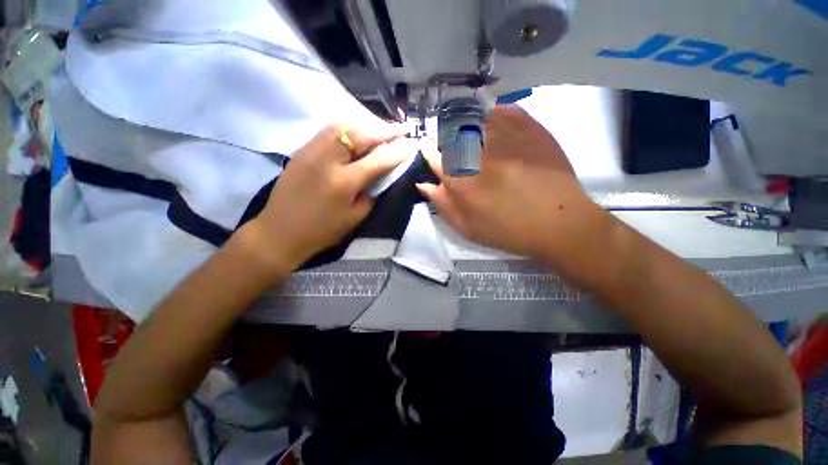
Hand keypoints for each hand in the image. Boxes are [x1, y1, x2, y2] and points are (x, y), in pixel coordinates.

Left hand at [241, 124, 412, 273]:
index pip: (378, 160)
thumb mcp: (355, 217)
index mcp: (344, 182)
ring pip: (343, 126)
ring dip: (366, 125)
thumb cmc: (323, 231)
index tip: (412, 144)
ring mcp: (311, 151)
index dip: (398, 151)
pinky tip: (358, 132)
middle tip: (402, 129)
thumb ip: (371, 192)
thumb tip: (382, 174)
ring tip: (382, 128)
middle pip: (360, 134)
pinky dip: (348, 128)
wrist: (280, 232)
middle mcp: (328, 160)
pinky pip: (329, 130)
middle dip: (385, 130)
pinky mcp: (302, 150)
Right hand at [418, 105, 612, 275]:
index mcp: (463, 184)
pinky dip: (494, 112)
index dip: (428, 149)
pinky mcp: (532, 132)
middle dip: (444, 134)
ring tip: (468, 130)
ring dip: (466, 121)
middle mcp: (481, 157)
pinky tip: (491, 120)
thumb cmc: (509, 232)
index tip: (427, 147)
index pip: (435, 157)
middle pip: (452, 133)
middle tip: (447, 140)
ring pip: (476, 118)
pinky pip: (506, 111)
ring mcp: (507, 141)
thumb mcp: (469, 229)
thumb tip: (424, 184)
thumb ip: (444, 206)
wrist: (559, 225)